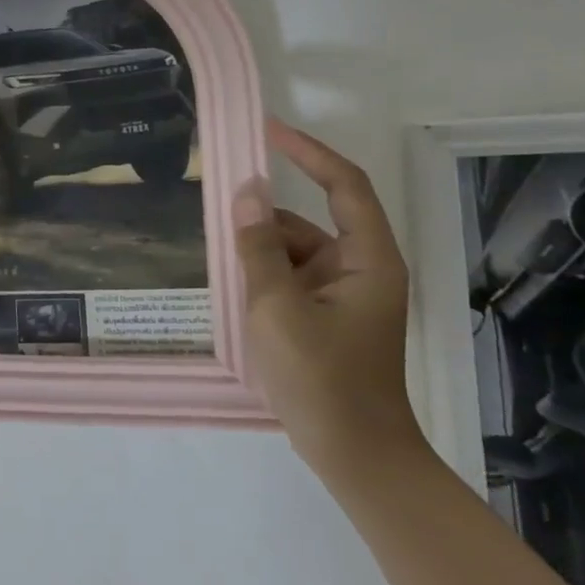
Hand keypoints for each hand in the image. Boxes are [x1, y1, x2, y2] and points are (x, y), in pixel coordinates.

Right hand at [235, 121, 422, 473]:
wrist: (354, 455)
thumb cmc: (322, 378)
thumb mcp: (277, 307)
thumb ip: (258, 246)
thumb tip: (246, 189)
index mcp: (367, 259)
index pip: (344, 184)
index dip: (308, 151)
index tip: (266, 129)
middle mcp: (360, 268)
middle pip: (308, 221)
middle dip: (264, 219)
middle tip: (217, 214)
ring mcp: (343, 294)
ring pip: (293, 251)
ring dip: (258, 251)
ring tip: (221, 265)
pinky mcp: (327, 315)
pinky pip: (290, 277)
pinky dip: (262, 275)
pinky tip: (233, 290)